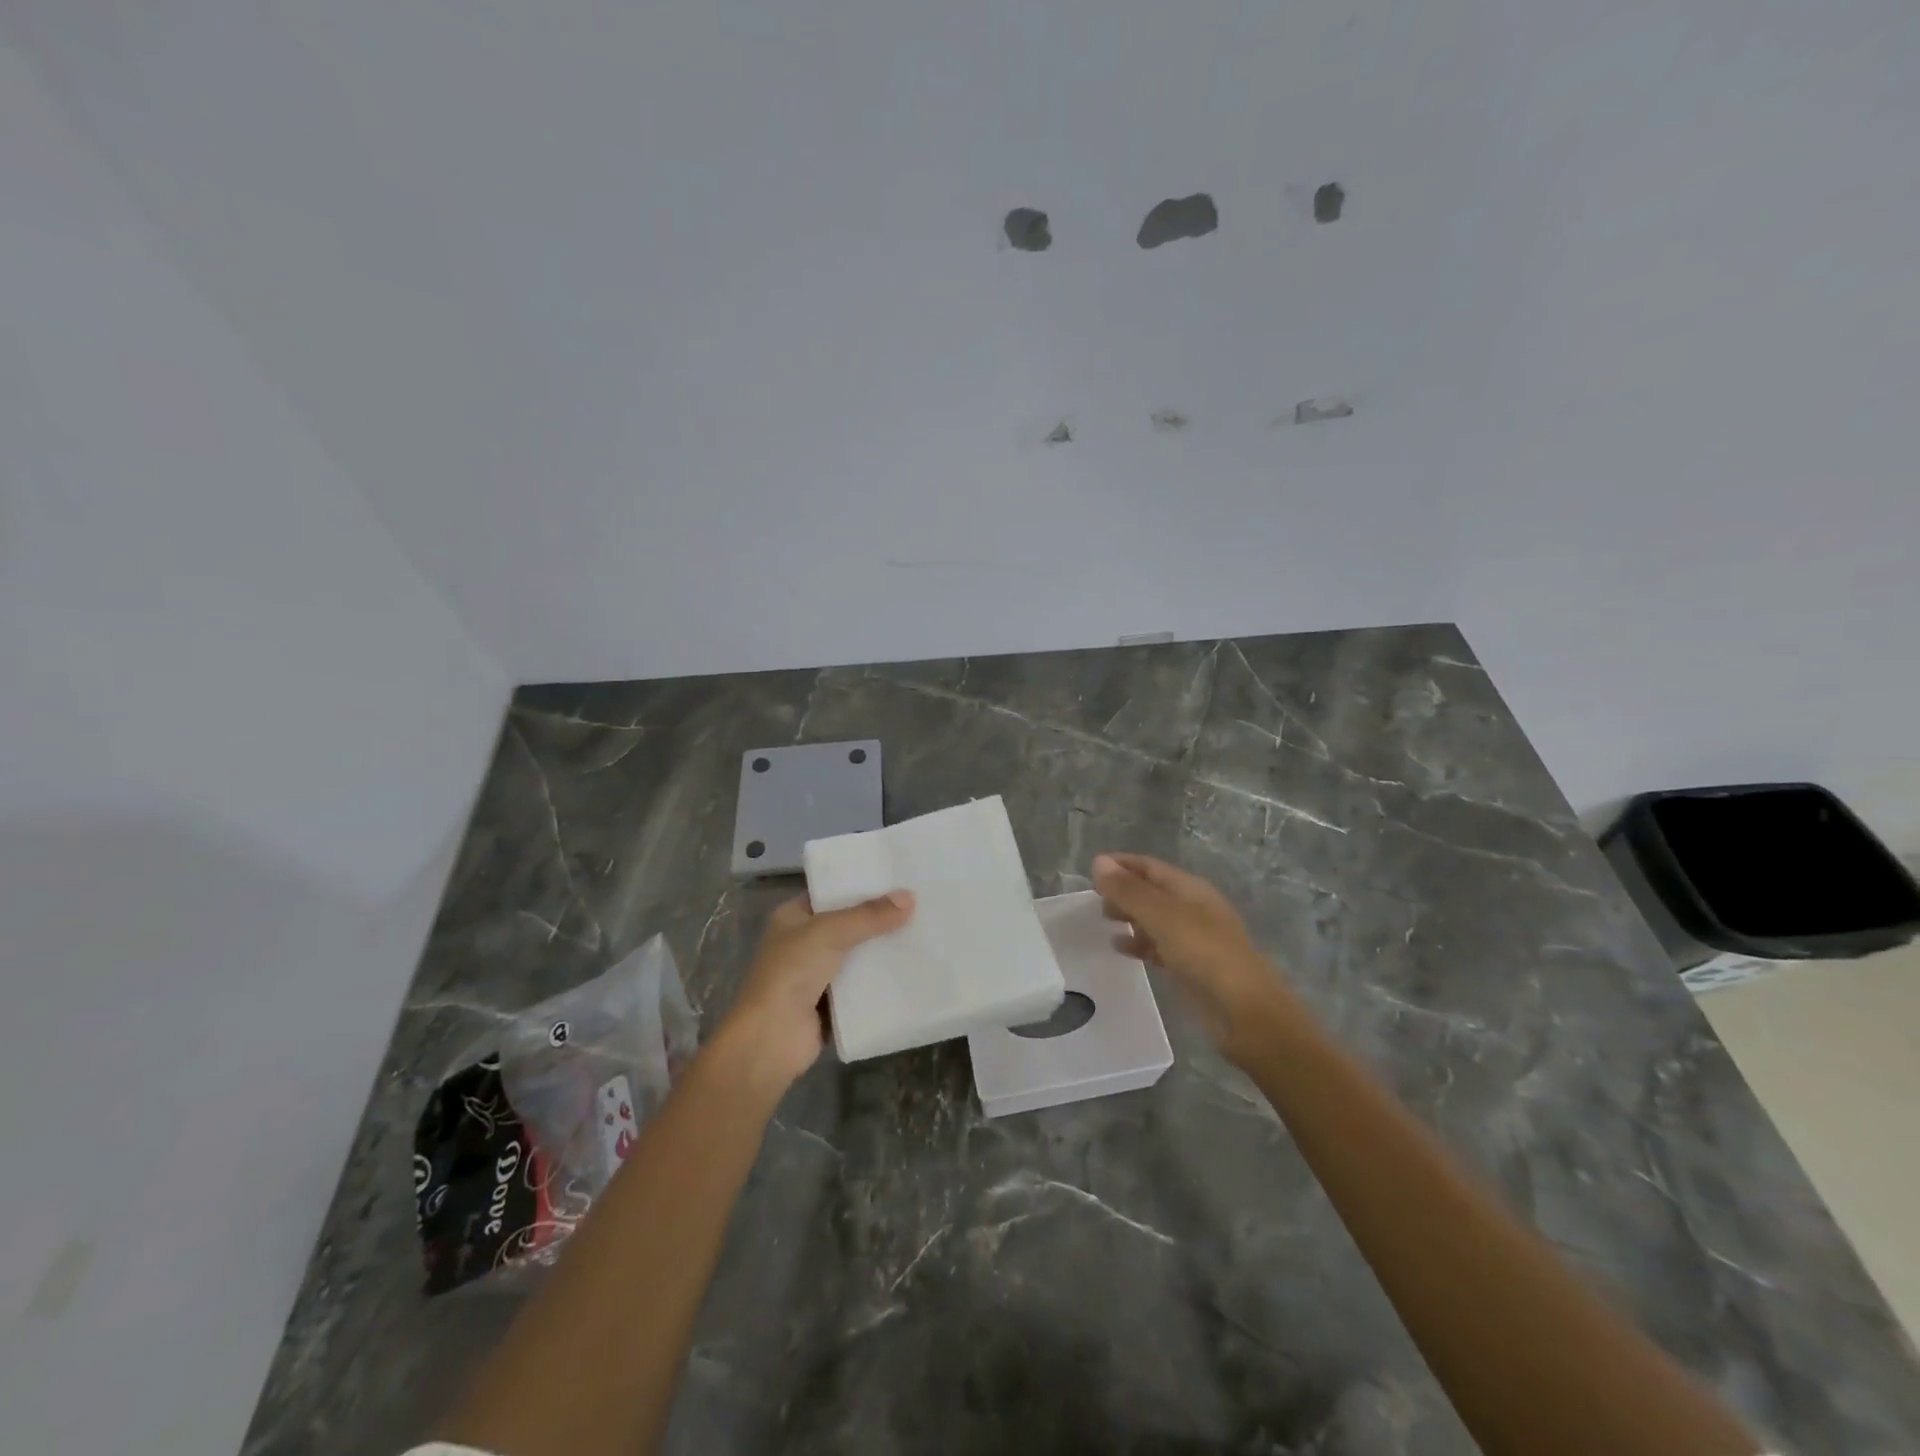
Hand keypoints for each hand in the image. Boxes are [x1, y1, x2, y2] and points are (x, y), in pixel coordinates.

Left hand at [713, 890, 914, 1097]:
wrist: (771, 1039)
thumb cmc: (791, 973)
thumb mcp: (829, 932)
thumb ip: (868, 916)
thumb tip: (909, 897)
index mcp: (793, 917)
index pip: (830, 893)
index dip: (860, 885)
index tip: (896, 877)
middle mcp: (803, 943)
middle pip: (848, 924)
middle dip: (878, 918)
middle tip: (919, 904)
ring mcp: (816, 975)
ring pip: (857, 956)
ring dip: (882, 950)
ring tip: (923, 932)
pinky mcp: (831, 1004)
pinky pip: (862, 986)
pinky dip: (881, 981)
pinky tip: (912, 970)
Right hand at [1093, 853, 1294, 1066]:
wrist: (1244, 1012)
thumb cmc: (1204, 954)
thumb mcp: (1162, 916)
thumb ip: (1129, 891)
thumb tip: (1099, 862)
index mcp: (1191, 890)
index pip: (1151, 867)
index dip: (1122, 865)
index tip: (1091, 870)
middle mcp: (1193, 909)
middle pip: (1152, 892)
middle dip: (1124, 891)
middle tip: (1094, 899)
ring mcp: (1193, 939)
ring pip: (1154, 919)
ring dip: (1130, 917)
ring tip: (1103, 920)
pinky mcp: (1190, 967)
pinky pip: (1158, 946)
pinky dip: (1139, 943)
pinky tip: (1121, 949)